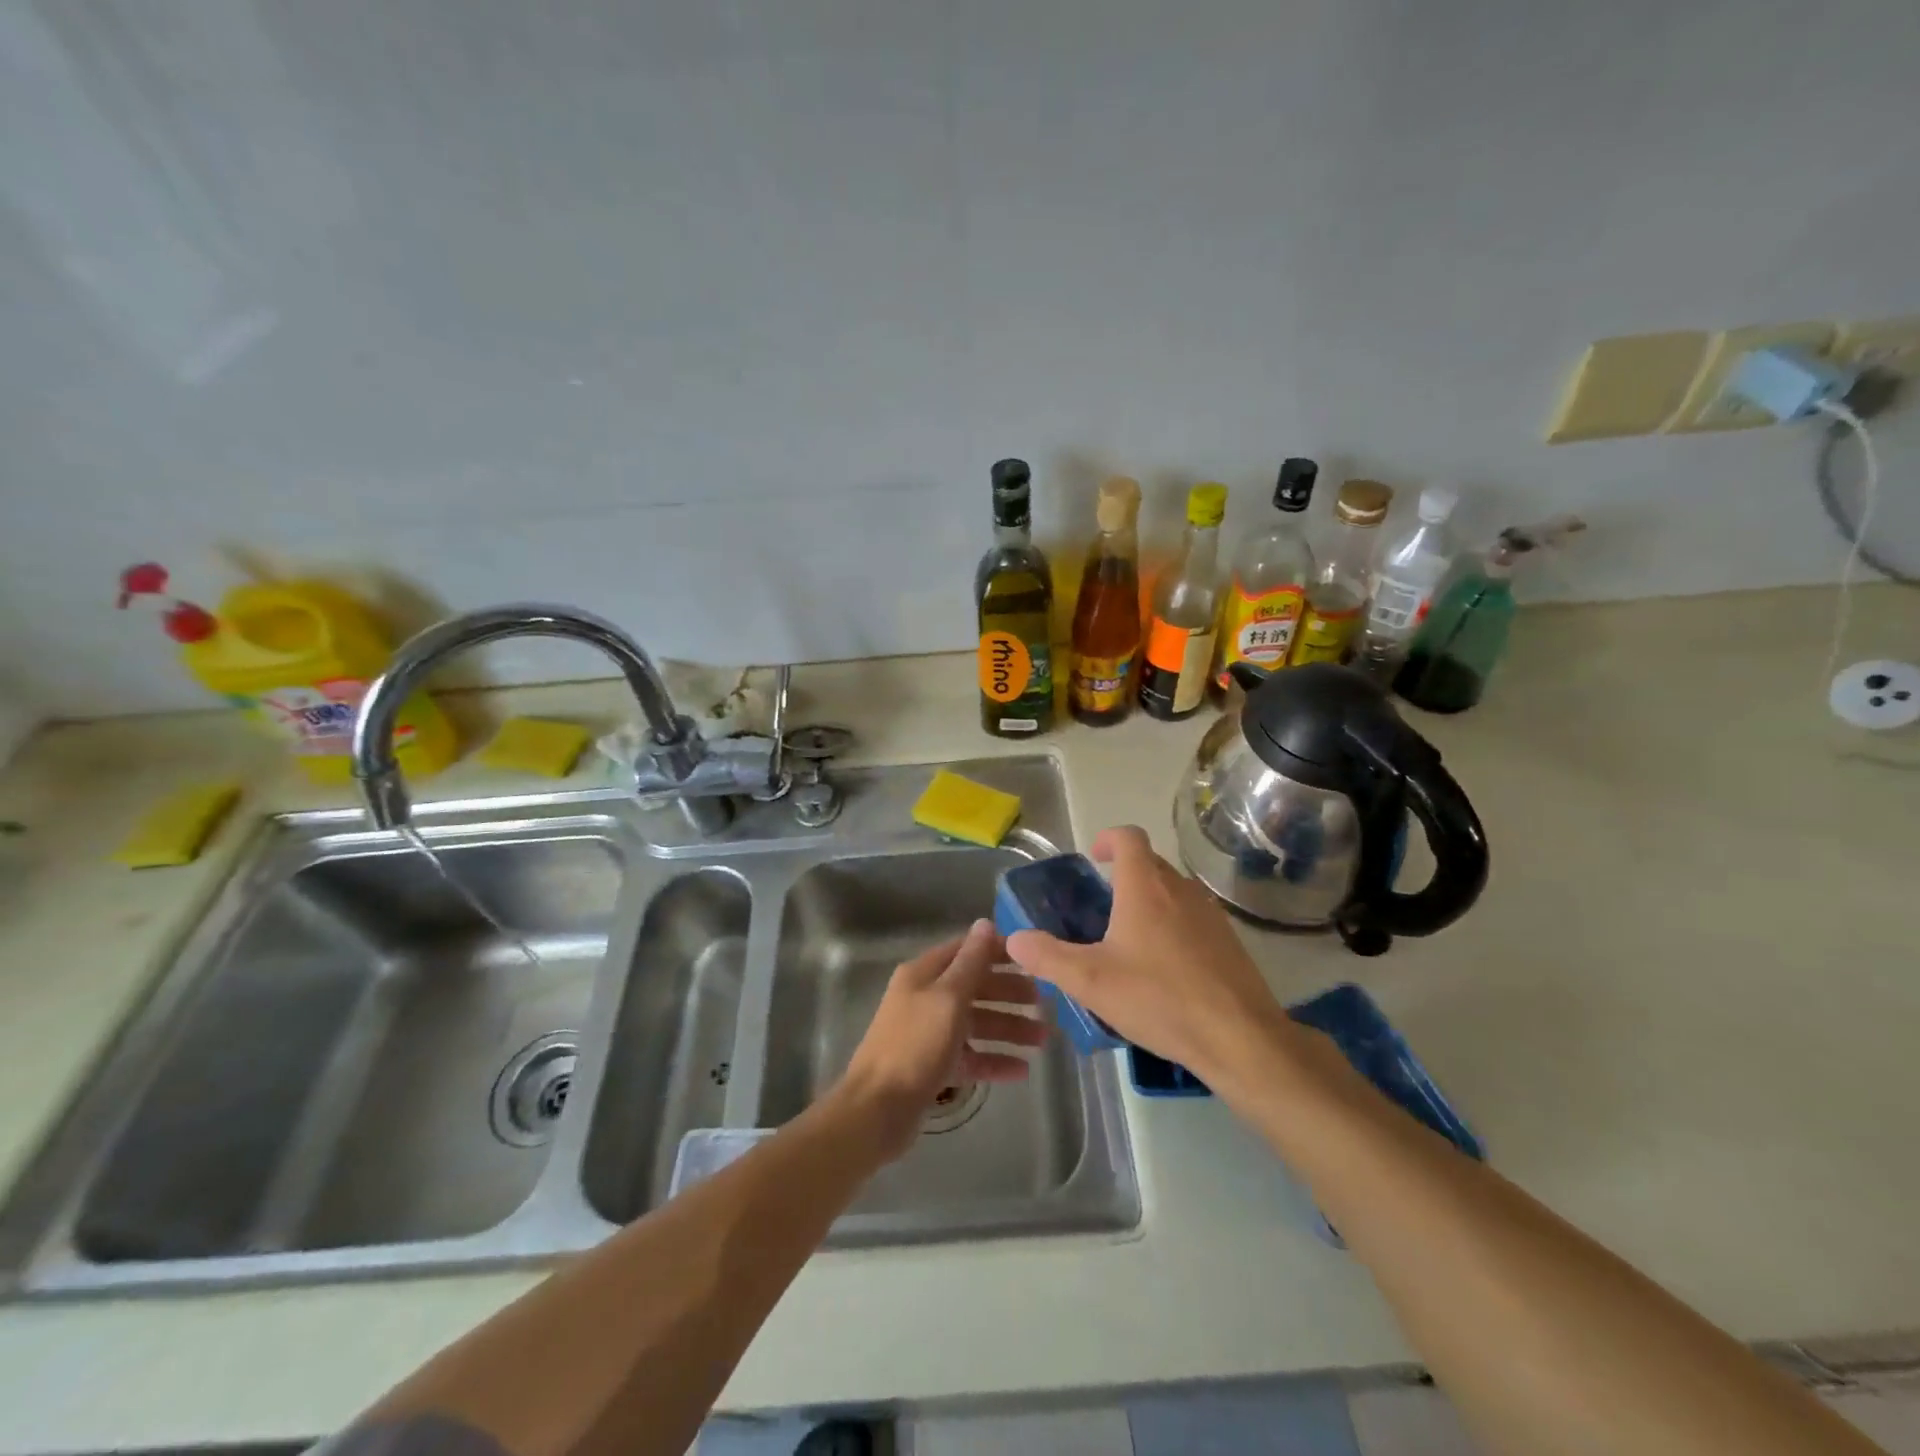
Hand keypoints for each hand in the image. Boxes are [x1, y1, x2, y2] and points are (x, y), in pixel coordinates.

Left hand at [836, 918, 1046, 1159]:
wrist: (876, 1110)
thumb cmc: (915, 1046)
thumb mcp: (948, 998)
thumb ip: (971, 961)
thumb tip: (985, 922)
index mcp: (924, 974)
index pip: (967, 951)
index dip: (999, 952)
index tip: (1034, 960)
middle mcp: (926, 998)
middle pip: (975, 988)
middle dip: (1009, 994)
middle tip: (1045, 1004)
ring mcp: (929, 1033)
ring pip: (976, 1023)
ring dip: (1008, 1029)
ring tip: (1043, 1040)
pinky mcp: (933, 1067)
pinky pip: (970, 1056)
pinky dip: (993, 1060)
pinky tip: (1021, 1070)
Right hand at [1005, 825, 1288, 1084]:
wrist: (1240, 1038)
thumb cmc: (1159, 999)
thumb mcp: (1091, 982)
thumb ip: (1048, 957)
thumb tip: (1015, 939)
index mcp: (1145, 887)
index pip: (1128, 837)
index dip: (1107, 839)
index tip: (1092, 858)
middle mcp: (1180, 890)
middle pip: (1149, 863)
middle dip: (1123, 874)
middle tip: (1099, 907)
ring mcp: (1210, 914)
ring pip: (1172, 892)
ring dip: (1148, 901)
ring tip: (1127, 940)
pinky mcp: (1228, 941)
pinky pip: (1192, 918)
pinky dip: (1172, 926)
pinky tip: (1161, 969)